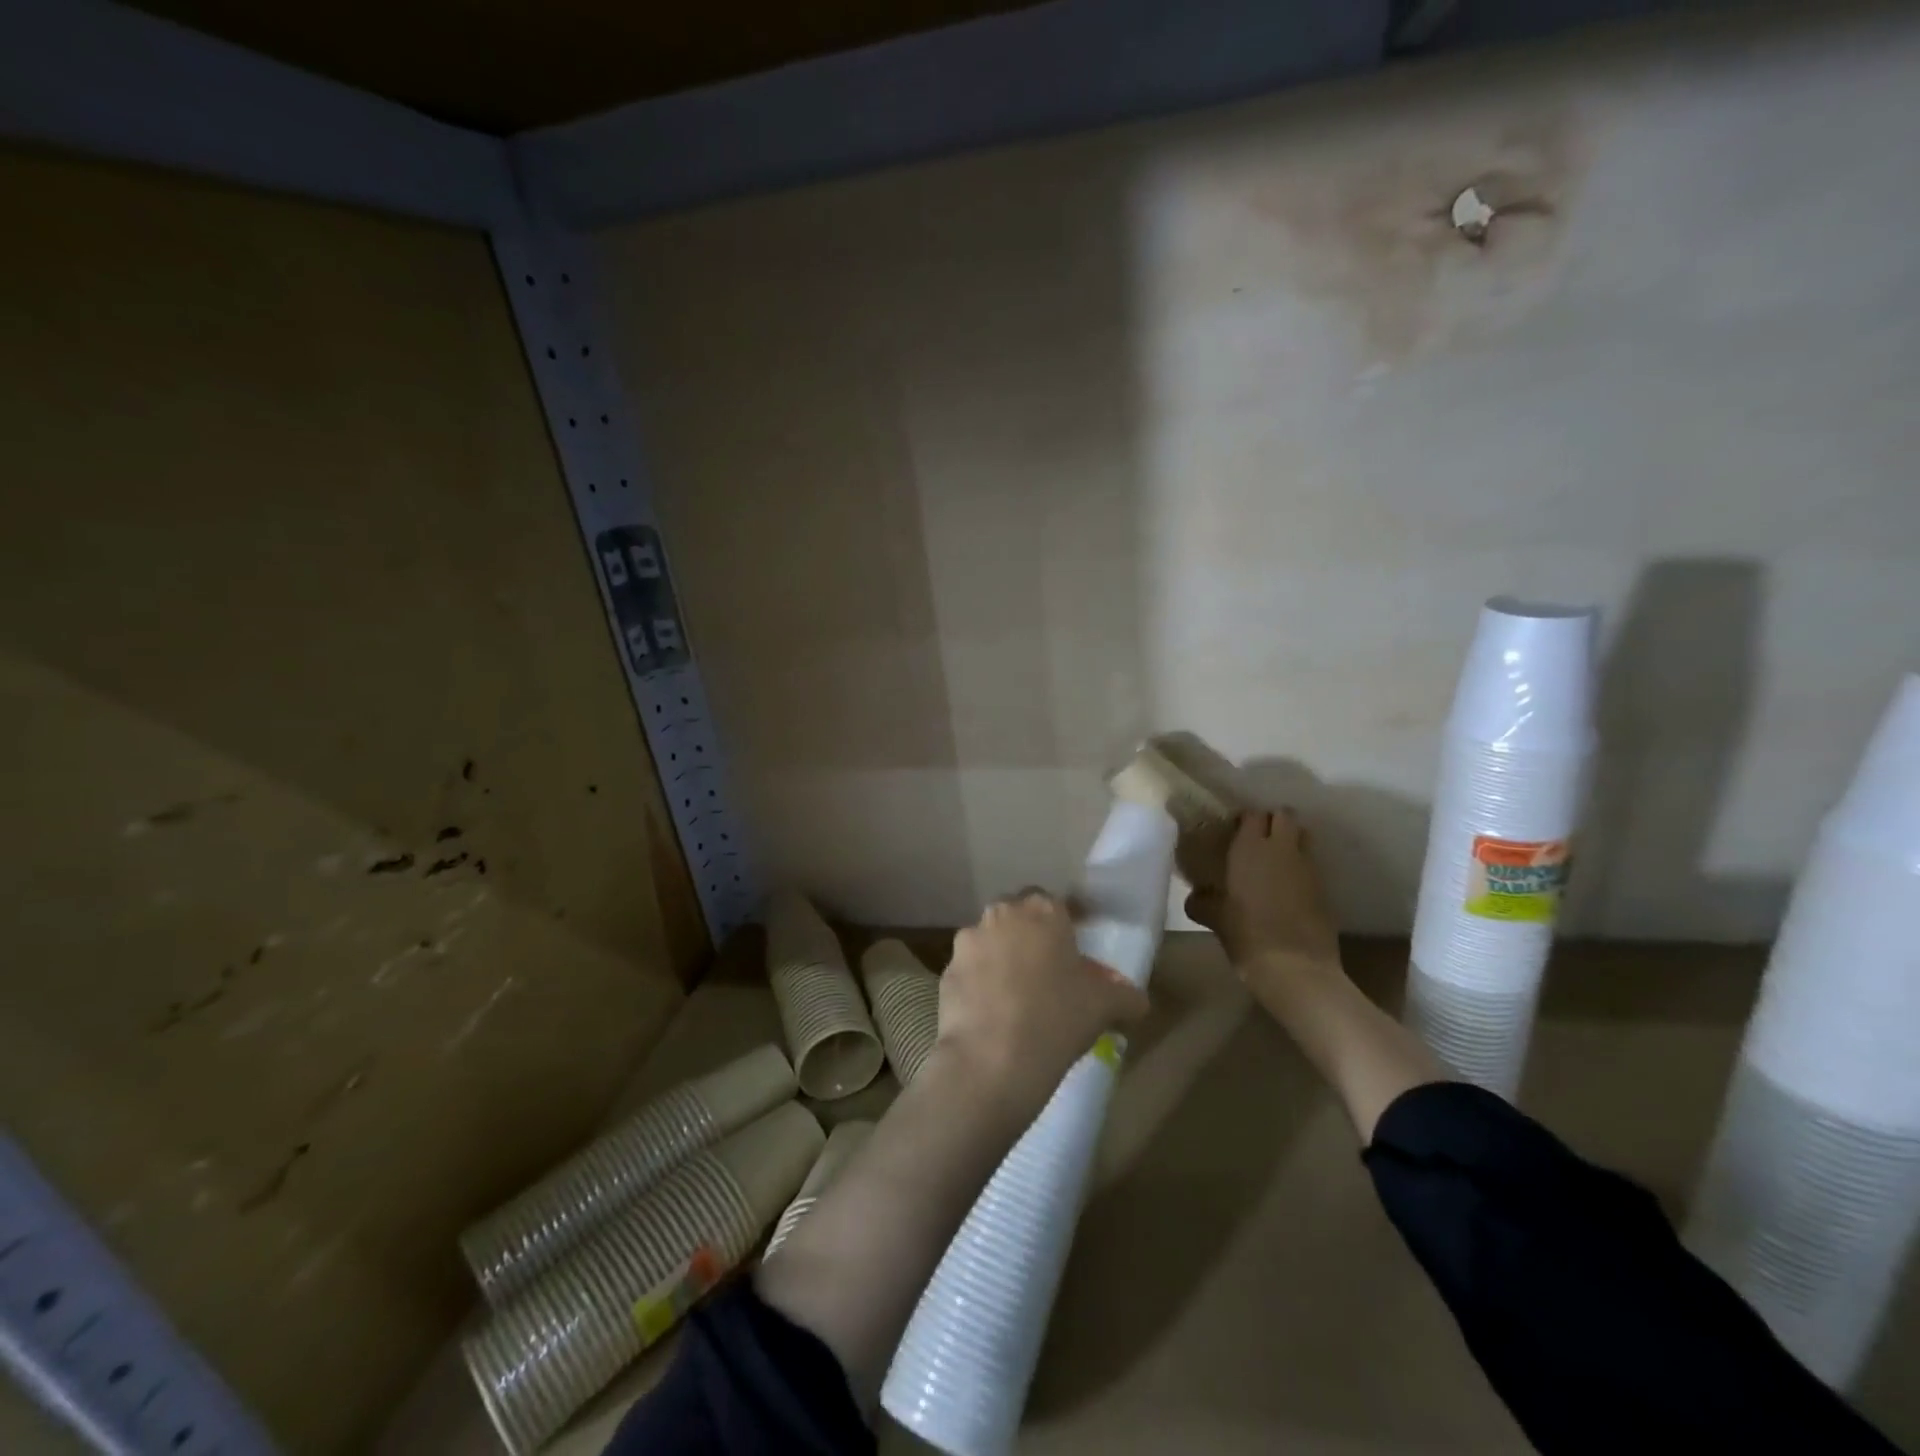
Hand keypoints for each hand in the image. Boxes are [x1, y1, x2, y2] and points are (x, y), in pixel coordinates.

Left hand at [934, 891, 1148, 1119]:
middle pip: (1019, 915)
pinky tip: (993, 1013)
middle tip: (1048, 970)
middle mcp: (1002, 914)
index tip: (1076, 947)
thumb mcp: (1105, 1007)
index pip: (1058, 902)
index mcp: (1043, 910)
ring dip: (1003, 956)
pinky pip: (971, 969)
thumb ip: (1125, 995)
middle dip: (1031, 934)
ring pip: (991, 940)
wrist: (991, 1059)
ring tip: (1018, 995)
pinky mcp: (946, 969)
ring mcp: (969, 940)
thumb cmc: (1057, 1019)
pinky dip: (981, 983)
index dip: (1068, 923)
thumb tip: (1135, 999)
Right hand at [1184, 810, 1341, 978]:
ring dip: (1290, 842)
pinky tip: (1285, 889)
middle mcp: (1282, 849)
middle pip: (1285, 816)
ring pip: (1303, 837)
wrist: (1297, 970)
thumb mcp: (1216, 919)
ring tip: (1273, 862)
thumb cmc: (1247, 936)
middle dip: (1272, 822)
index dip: (1244, 820)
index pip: (1252, 815)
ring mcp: (1308, 868)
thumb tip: (1195, 898)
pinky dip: (1300, 868)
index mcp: (1250, 848)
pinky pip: (1311, 865)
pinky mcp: (1325, 889)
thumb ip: (1203, 903)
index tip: (1231, 833)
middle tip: (1255, 841)